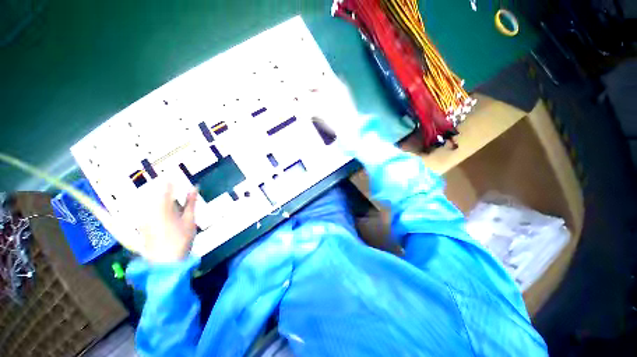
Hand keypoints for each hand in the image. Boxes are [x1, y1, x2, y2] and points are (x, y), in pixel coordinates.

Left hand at [138, 184, 197, 263]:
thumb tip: (194, 188)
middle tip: (172, 185)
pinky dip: (156, 208)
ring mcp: (144, 219)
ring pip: (151, 203)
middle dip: (164, 190)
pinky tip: (164, 212)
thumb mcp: (190, 219)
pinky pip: (148, 211)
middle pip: (156, 195)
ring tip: (170, 198)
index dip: (169, 181)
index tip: (173, 175)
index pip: (165, 189)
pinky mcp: (143, 227)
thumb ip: (191, 202)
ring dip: (160, 198)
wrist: (166, 262)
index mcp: (163, 208)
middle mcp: (150, 211)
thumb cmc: (181, 239)